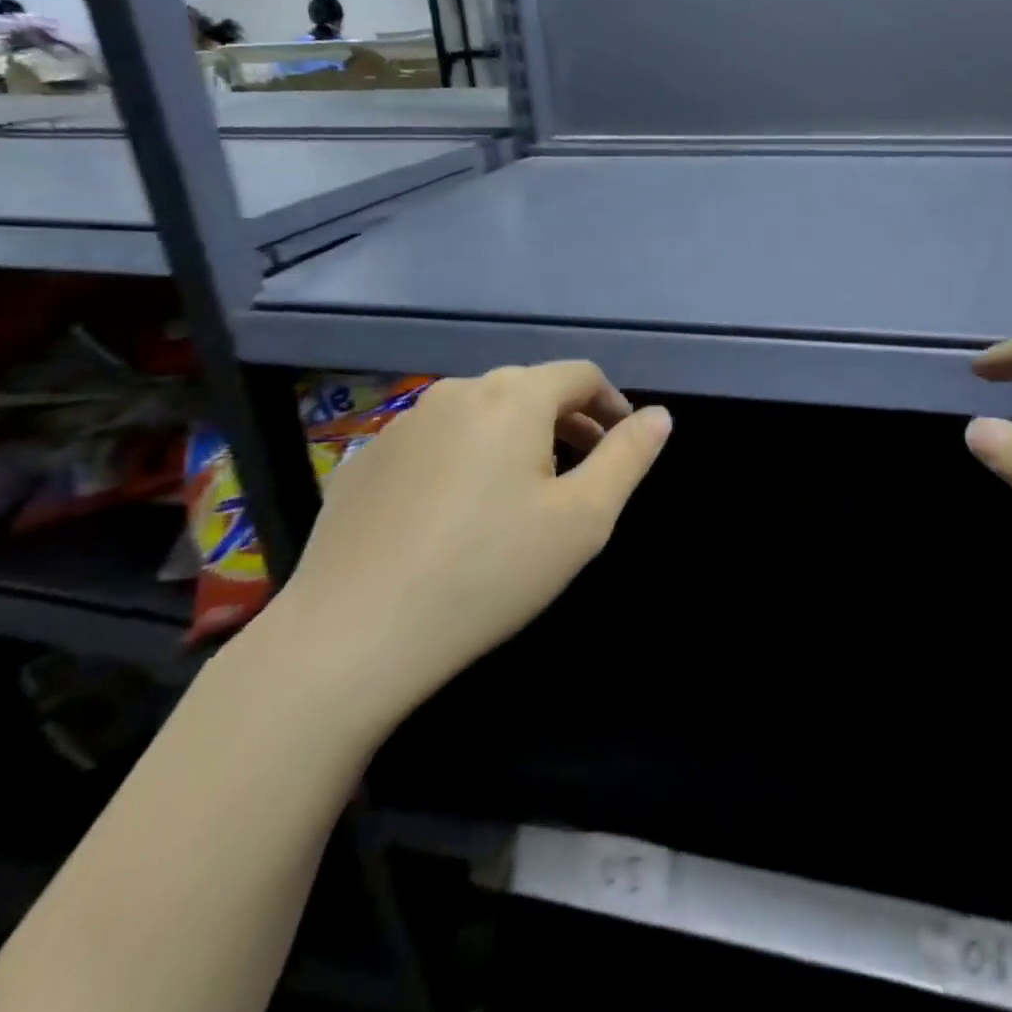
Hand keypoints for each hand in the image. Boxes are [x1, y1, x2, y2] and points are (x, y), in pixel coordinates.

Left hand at [253, 362, 671, 747]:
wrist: (351, 636)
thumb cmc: (489, 572)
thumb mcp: (582, 520)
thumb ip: (628, 457)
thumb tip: (660, 415)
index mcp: (513, 397)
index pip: (580, 375)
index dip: (612, 404)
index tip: (624, 446)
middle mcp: (456, 392)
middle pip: (529, 389)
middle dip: (567, 422)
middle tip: (582, 475)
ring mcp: (402, 423)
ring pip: (480, 414)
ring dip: (516, 439)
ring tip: (522, 496)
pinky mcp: (366, 459)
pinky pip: (435, 442)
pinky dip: (464, 459)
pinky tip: (456, 517)